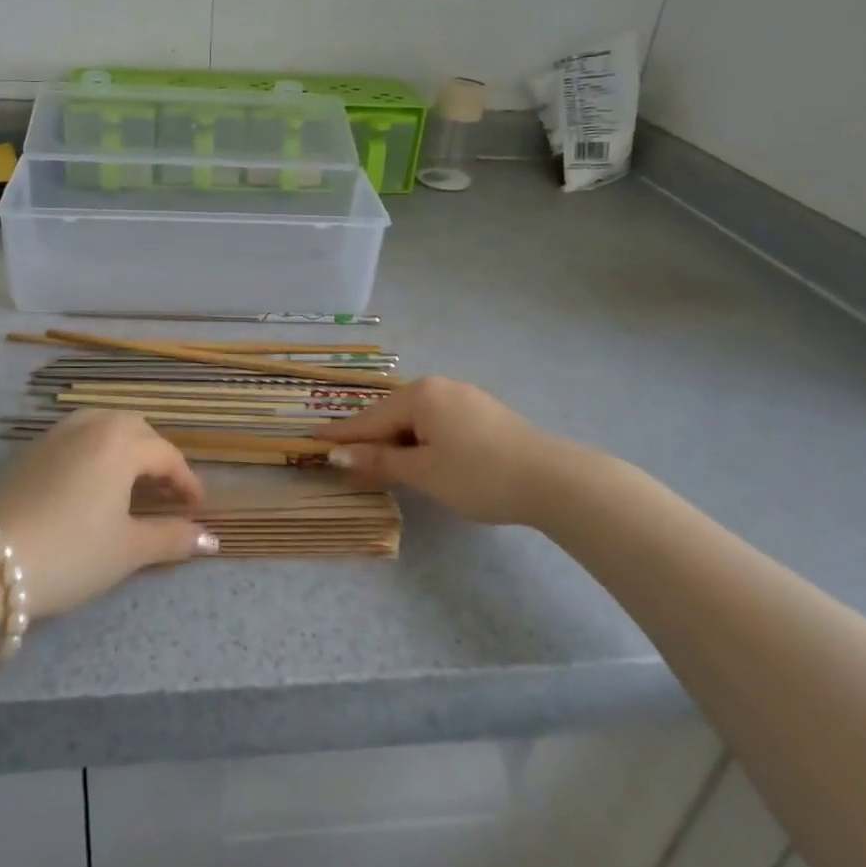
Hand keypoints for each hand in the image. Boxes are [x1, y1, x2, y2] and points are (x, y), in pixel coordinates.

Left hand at [0, 410, 217, 619]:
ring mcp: (55, 434)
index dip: (187, 482)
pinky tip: (89, 483)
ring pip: (102, 425)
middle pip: (136, 430)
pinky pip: (75, 436)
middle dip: (156, 457)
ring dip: (124, 447)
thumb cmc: (70, 553)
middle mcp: (90, 425)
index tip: (197, 508)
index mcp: (120, 443)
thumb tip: (211, 539)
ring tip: (129, 482)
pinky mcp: (28, 450)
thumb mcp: (127, 550)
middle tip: (165, 493)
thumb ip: (172, 538)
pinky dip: (94, 450)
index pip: (167, 455)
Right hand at [315, 377, 619, 526]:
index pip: (369, 418)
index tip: (312, 440)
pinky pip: (437, 422)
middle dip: (369, 438)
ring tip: (378, 462)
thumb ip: (379, 462)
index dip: (341, 435)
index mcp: (420, 395)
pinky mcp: (483, 413)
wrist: (553, 479)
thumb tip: (338, 457)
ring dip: (396, 440)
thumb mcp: (423, 472)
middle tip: (343, 458)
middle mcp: (439, 386)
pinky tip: (420, 456)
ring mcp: (464, 397)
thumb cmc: (478, 475)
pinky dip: (421, 440)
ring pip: (416, 419)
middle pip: (392, 414)